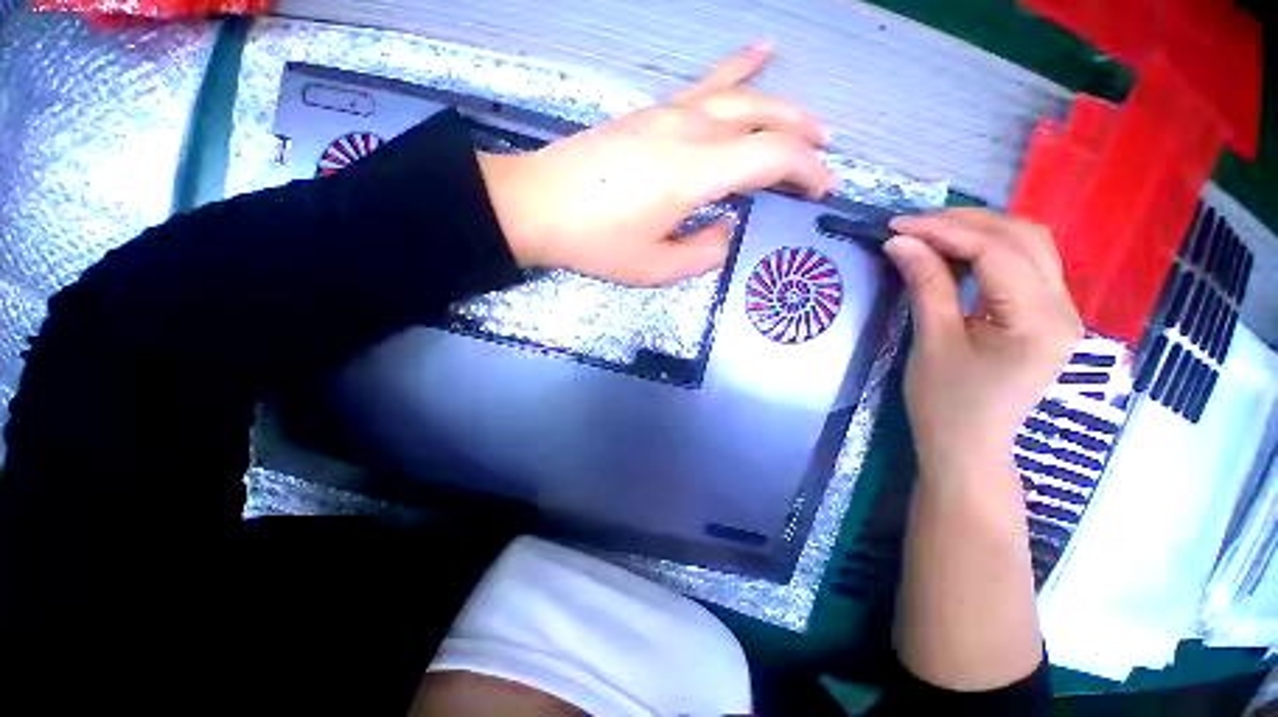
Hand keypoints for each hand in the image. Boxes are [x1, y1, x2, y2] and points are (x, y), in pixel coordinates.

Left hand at [478, 42, 835, 285]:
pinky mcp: (651, 111)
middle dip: (804, 138)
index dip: (807, 171)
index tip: (824, 189)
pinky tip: (761, 52)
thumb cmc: (596, 243)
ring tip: (809, 123)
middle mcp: (691, 131)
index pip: (772, 158)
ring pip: (743, 97)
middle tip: (825, 156)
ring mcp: (669, 113)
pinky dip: (739, 67)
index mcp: (695, 172)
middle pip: (765, 120)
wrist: (537, 205)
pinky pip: (705, 82)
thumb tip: (728, 231)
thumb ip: (703, 254)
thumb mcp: (654, 268)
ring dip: (783, 108)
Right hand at [885, 209, 1081, 477]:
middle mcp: (1064, 308)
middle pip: (1023, 238)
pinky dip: (988, 249)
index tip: (897, 226)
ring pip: (1029, 245)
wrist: (968, 446)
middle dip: (964, 222)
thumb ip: (925, 285)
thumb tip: (900, 242)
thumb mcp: (932, 342)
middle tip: (911, 226)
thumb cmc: (945, 403)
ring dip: (978, 230)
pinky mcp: (1047, 315)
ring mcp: (1061, 310)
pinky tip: (956, 252)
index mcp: (1039, 321)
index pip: (997, 252)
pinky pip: (1025, 264)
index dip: (945, 231)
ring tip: (929, 234)